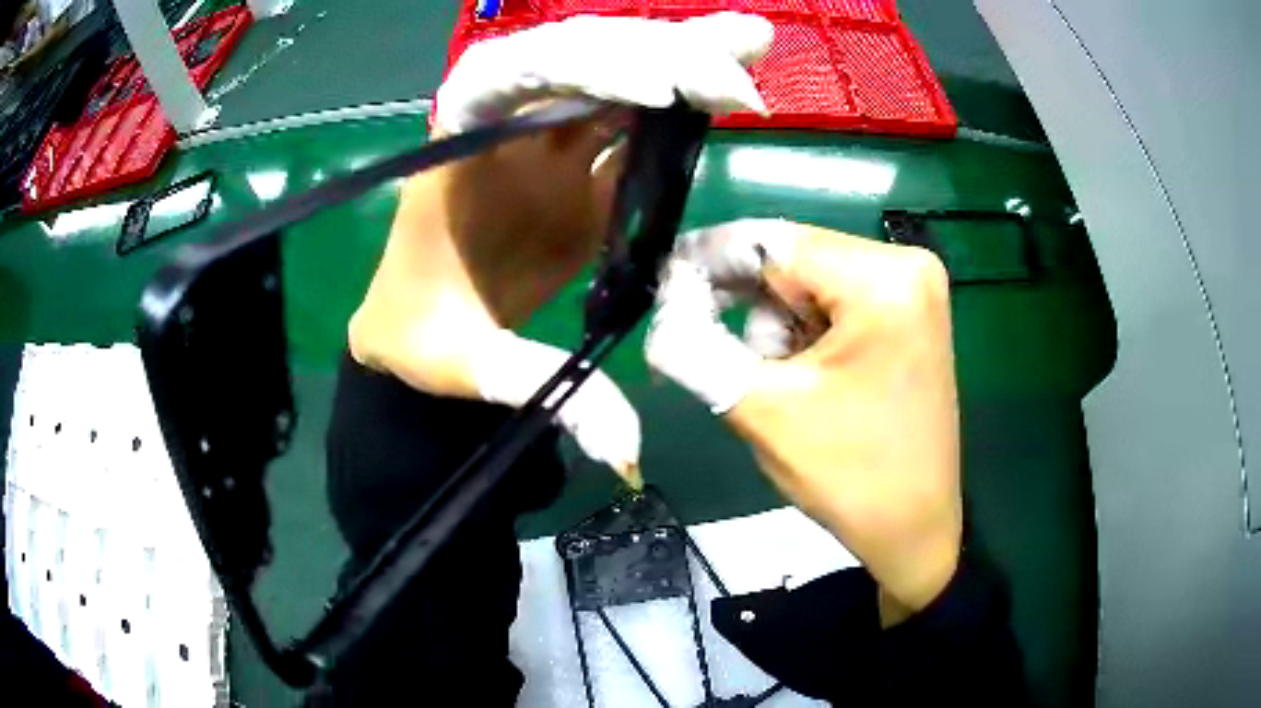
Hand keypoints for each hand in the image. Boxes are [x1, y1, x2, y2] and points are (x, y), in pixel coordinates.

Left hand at [350, 14, 773, 480]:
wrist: (419, 329)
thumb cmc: (422, 338)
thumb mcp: (466, 366)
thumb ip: (541, 390)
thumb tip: (626, 452)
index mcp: (457, 148)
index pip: (509, 78)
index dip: (582, 68)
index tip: (655, 92)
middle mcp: (504, 124)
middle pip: (579, 57)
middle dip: (657, 55)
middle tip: (732, 77)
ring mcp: (547, 138)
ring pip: (617, 72)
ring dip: (683, 53)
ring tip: (750, 44)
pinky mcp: (581, 163)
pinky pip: (636, 116)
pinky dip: (683, 96)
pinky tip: (730, 83)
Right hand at [645, 221, 961, 624]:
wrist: (913, 527)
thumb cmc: (852, 477)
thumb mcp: (763, 411)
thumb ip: (695, 347)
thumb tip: (659, 305)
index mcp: (883, 280)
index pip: (772, 242)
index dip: (708, 261)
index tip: (662, 288)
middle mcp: (906, 264)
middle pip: (792, 260)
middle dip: (747, 305)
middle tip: (715, 352)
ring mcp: (913, 287)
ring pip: (807, 281)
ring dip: (776, 328)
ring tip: (785, 388)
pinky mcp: (908, 312)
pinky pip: (833, 300)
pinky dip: (803, 333)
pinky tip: (807, 379)